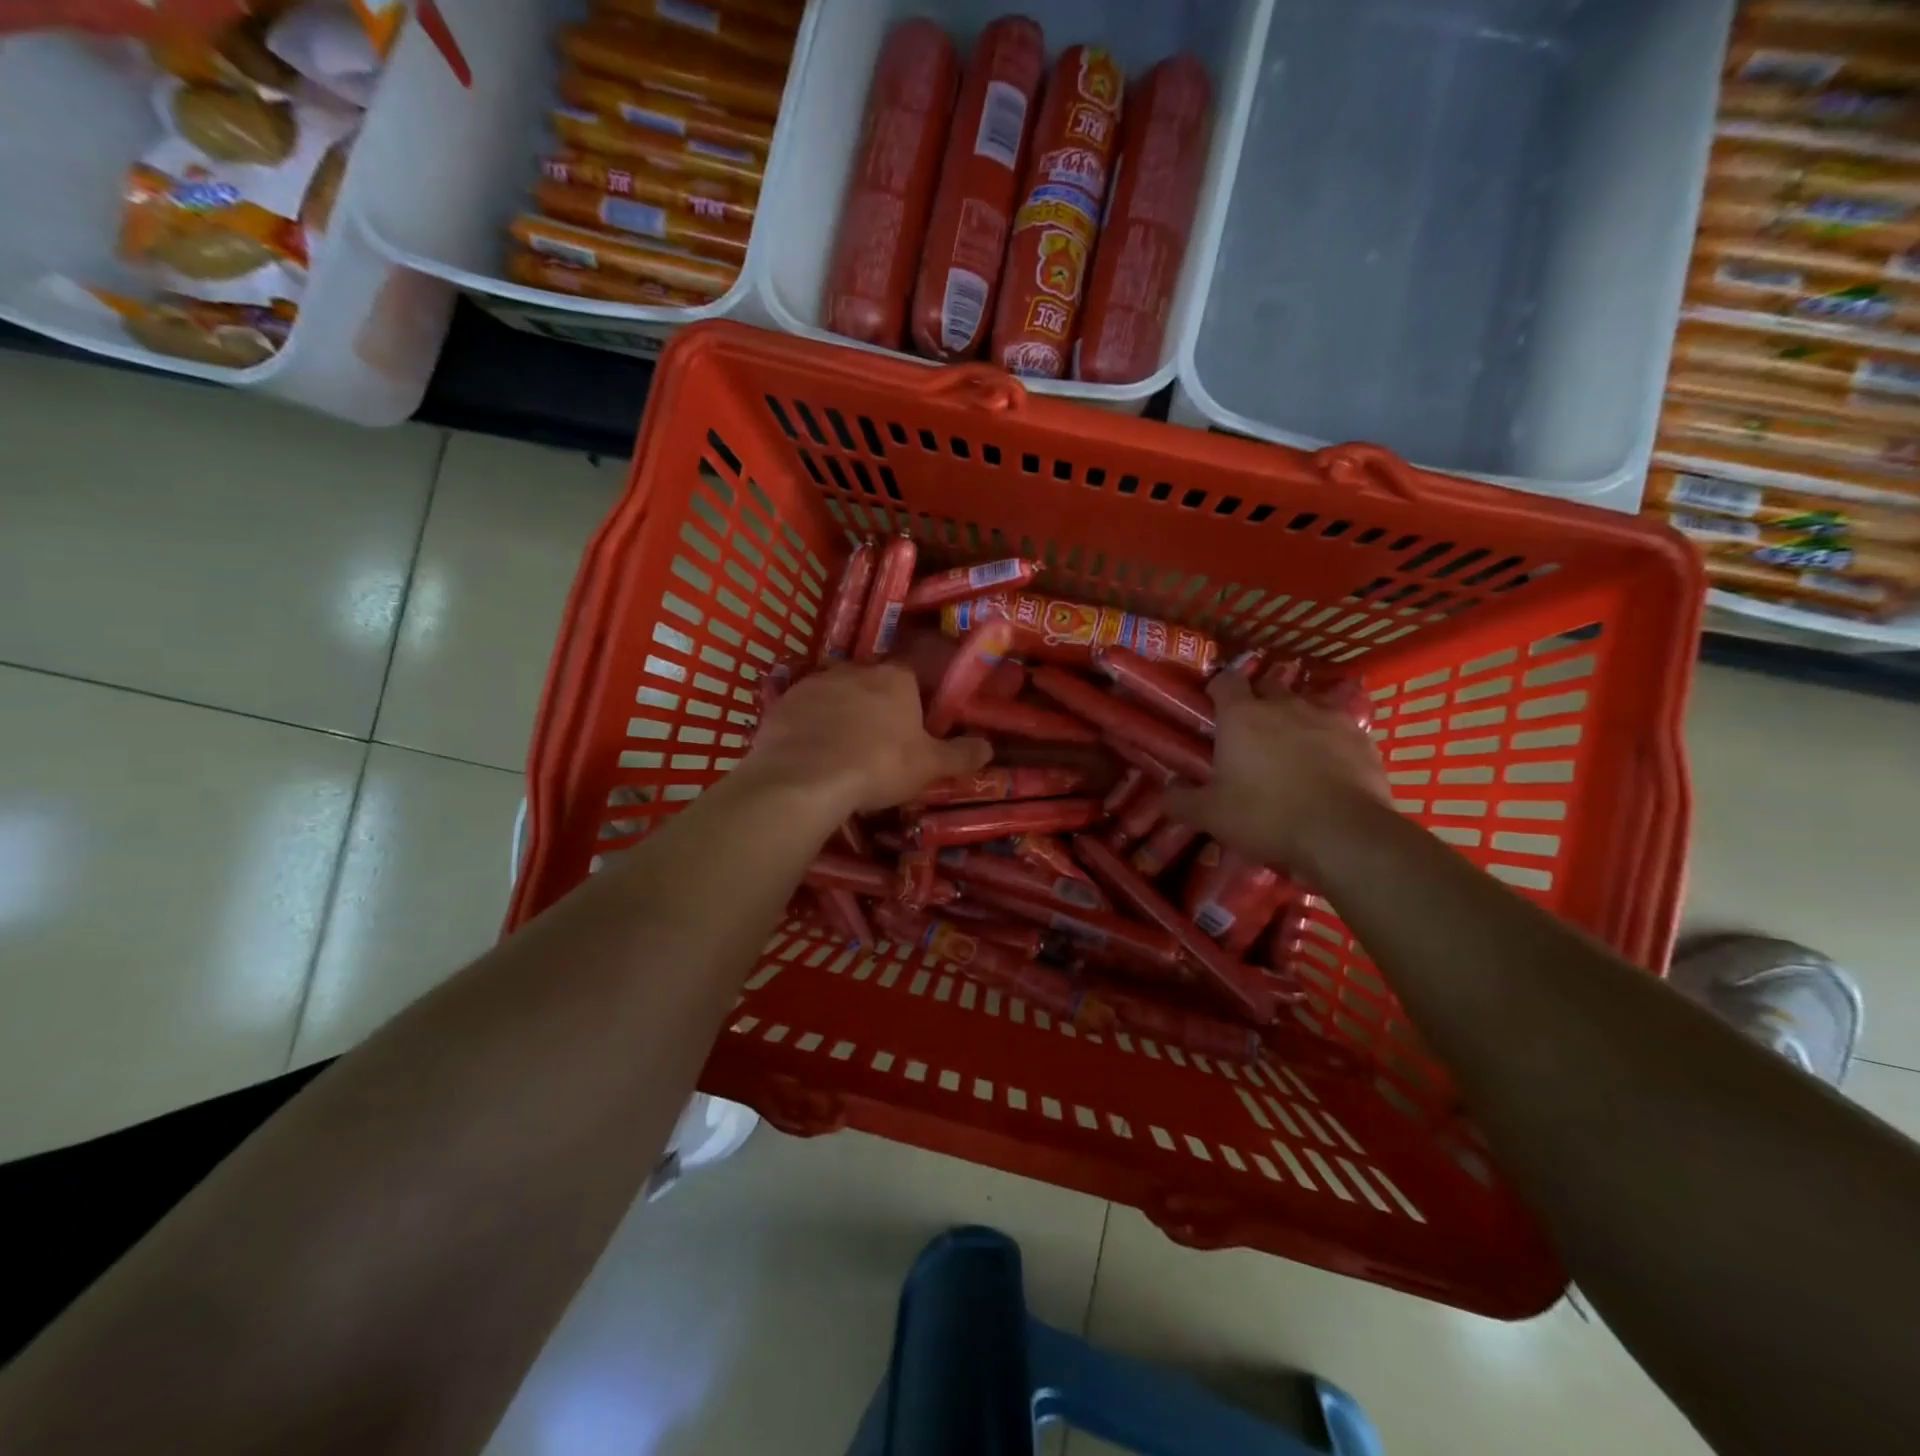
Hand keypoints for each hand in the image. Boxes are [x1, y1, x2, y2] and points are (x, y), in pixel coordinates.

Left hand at [743, 664, 992, 813]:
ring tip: (841, 752)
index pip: (910, 677)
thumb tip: (989, 747)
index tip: (911, 728)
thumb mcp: (929, 766)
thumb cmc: (878, 765)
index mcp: (895, 678)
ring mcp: (814, 683)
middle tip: (877, 744)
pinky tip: (811, 755)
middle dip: (874, 707)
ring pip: (834, 695)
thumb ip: (961, 755)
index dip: (912, 702)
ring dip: (840, 715)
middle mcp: (854, 670)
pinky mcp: (782, 703)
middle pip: (870, 684)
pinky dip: (809, 728)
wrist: (805, 778)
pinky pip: (803, 712)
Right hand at [1165, 670, 1390, 870]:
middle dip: (1258, 700)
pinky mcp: (1360, 737)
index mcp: (1241, 716)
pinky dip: (1329, 739)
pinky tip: (1328, 763)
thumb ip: (1181, 800)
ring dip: (1295, 718)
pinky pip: (1338, 728)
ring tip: (1291, 746)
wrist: (1343, 834)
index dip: (1218, 689)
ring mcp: (1326, 717)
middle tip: (1251, 730)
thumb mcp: (1211, 815)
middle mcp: (1283, 705)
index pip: (1225, 681)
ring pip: (1305, 705)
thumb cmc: (1266, 816)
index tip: (1214, 706)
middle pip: (1267, 685)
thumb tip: (1165, 792)